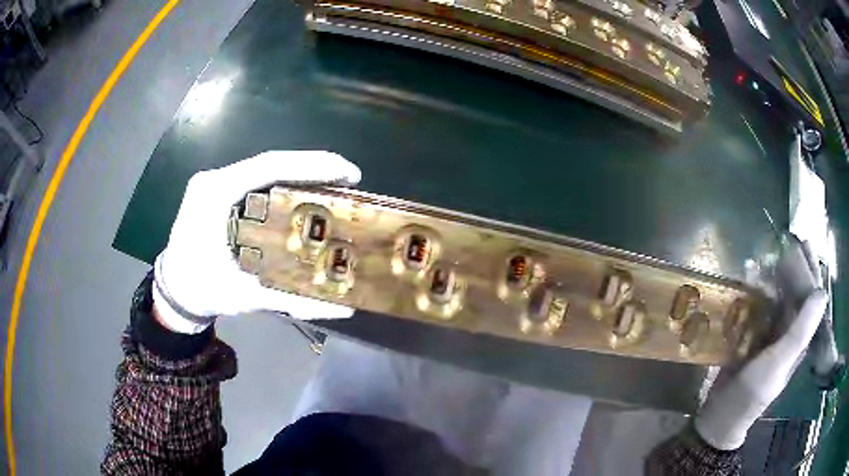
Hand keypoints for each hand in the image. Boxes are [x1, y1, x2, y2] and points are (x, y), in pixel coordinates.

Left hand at [153, 151, 361, 333]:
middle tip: (349, 180)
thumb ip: (293, 300)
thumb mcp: (245, 297)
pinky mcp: (217, 191)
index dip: (311, 165)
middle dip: (312, 168)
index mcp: (215, 195)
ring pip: (264, 169)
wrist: (174, 292)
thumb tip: (345, 307)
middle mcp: (214, 180)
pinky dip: (283, 183)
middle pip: (270, 164)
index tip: (348, 173)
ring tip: (335, 185)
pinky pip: (255, 180)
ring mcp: (214, 182)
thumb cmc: (203, 291)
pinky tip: (304, 194)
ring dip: (299, 174)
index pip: (268, 167)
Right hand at [694, 243, 827, 449]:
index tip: (804, 243)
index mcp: (799, 339)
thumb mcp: (778, 364)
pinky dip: (755, 291)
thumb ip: (800, 331)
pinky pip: (758, 308)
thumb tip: (822, 292)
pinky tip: (748, 279)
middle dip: (792, 267)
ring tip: (764, 257)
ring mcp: (770, 335)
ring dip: (772, 277)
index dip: (811, 271)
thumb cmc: (752, 393)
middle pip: (795, 293)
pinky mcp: (752, 336)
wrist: (720, 415)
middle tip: (784, 241)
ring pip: (776, 298)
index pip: (811, 299)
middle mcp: (788, 333)